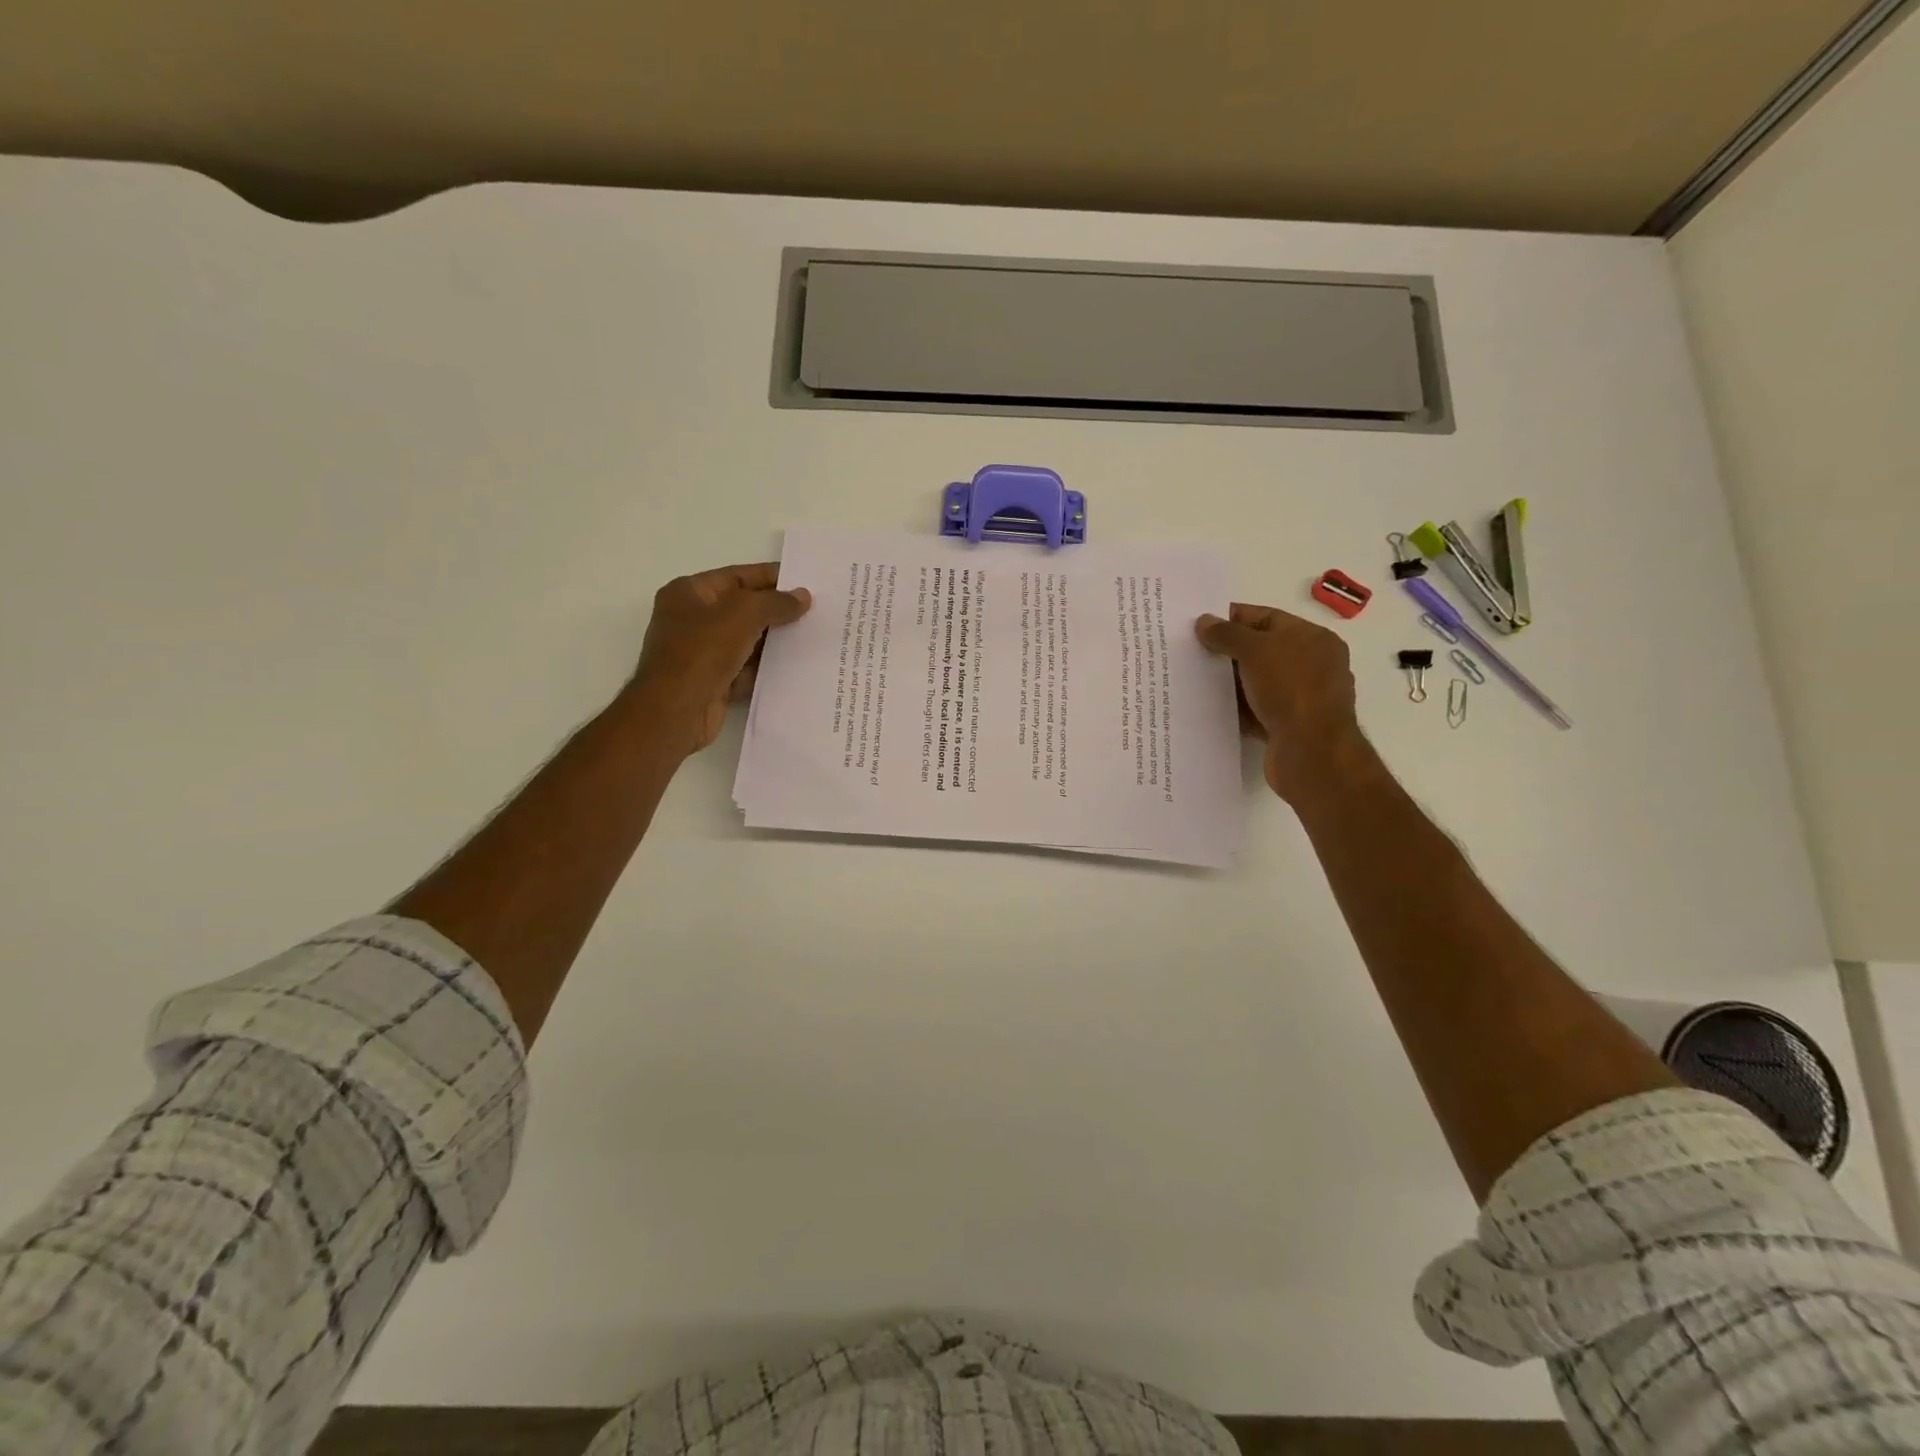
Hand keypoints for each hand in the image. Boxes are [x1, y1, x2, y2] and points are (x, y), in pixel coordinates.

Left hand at [629, 562, 810, 754]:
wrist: (675, 712)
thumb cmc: (701, 652)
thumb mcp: (742, 615)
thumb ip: (775, 602)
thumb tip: (803, 596)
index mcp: (689, 593)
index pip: (737, 576)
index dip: (771, 577)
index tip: (805, 581)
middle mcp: (692, 619)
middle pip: (743, 608)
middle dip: (777, 610)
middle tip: (816, 611)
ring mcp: (702, 652)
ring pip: (747, 640)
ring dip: (775, 640)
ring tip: (813, 636)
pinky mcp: (713, 681)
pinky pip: (746, 668)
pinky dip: (767, 668)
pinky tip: (796, 666)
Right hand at [1195, 603, 1367, 801]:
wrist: (1311, 751)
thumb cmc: (1290, 689)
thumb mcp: (1255, 650)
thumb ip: (1227, 634)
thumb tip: (1204, 622)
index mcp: (1313, 638)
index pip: (1267, 618)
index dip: (1234, 618)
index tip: (1201, 624)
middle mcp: (1313, 665)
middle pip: (1262, 650)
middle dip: (1229, 651)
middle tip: (1192, 652)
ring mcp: (1302, 698)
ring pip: (1257, 682)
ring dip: (1231, 682)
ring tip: (1194, 680)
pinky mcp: (1289, 726)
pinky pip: (1257, 710)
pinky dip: (1237, 709)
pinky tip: (1211, 709)